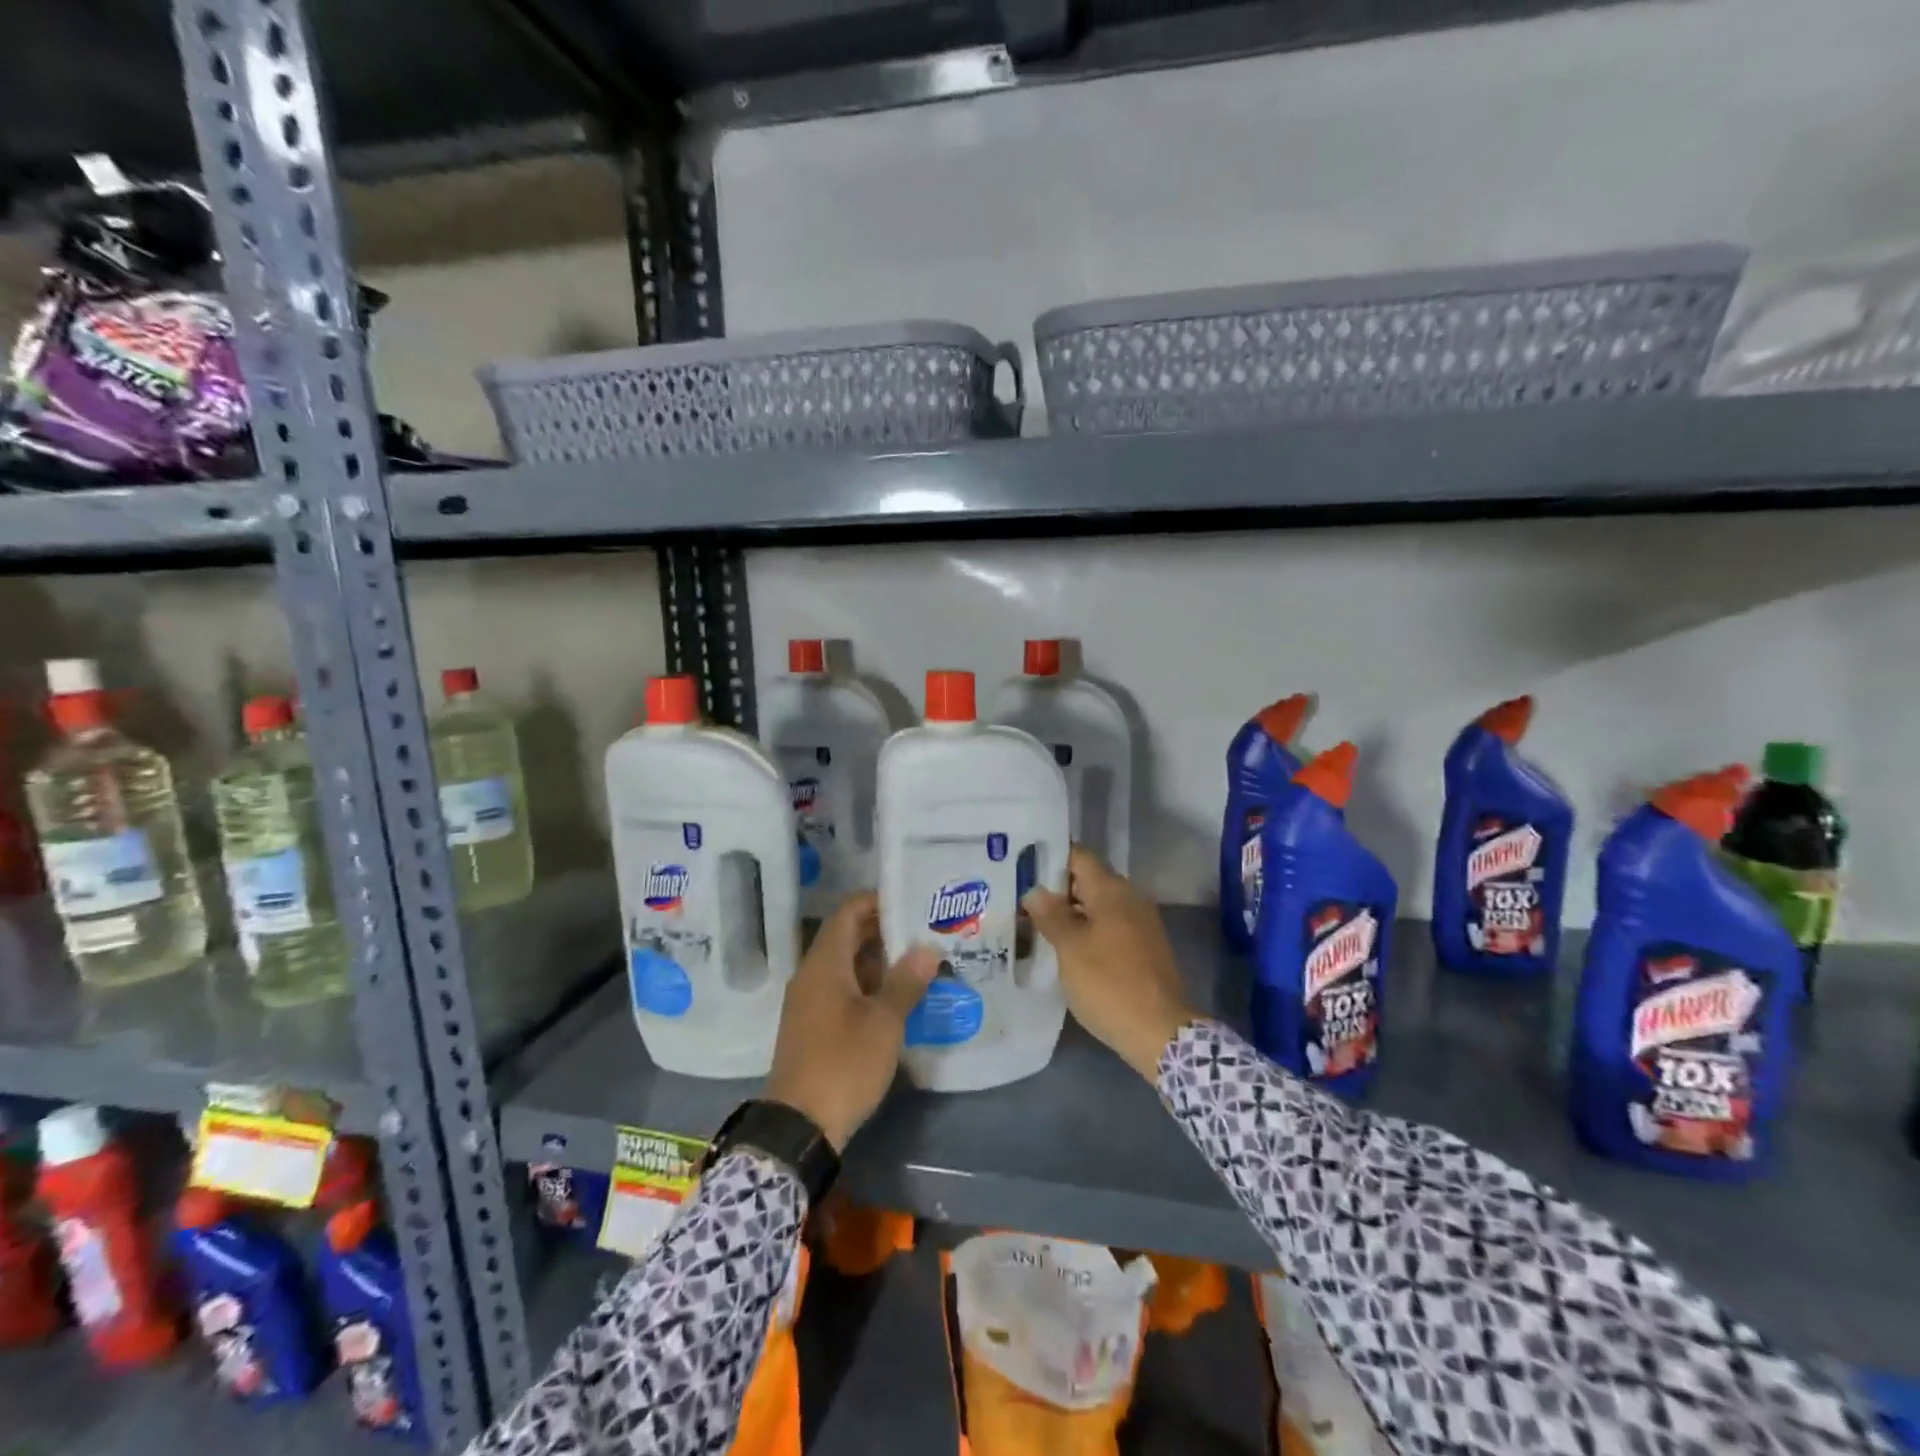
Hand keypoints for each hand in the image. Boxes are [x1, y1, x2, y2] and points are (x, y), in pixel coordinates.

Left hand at [764, 892, 938, 1150]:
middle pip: (848, 937)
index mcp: (824, 964)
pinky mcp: (813, 1026)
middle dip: (885, 932)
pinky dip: (868, 986)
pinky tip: (898, 998)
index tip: (911, 901)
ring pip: (847, 966)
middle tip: (925, 931)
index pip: (848, 912)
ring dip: (879, 962)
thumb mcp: (883, 1023)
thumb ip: (905, 982)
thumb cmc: (843, 1064)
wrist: (799, 1127)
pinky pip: (842, 990)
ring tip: (920, 963)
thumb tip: (926, 948)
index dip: (877, 901)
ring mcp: (810, 1002)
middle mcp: (812, 975)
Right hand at [1023, 846, 1197, 1080]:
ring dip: (1070, 913)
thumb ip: (1051, 915)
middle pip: (1087, 880)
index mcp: (1112, 890)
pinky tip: (1065, 948)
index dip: (1049, 858)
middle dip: (1055, 889)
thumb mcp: (1070, 949)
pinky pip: (1109, 927)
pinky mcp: (1144, 947)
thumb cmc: (1109, 984)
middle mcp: (1130, 898)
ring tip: (1035, 925)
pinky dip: (1087, 931)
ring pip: (1097, 906)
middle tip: (1020, 900)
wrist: (1160, 1032)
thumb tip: (1035, 891)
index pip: (1078, 856)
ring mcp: (1140, 923)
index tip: (1022, 867)